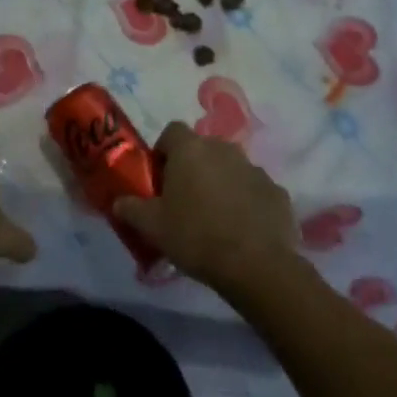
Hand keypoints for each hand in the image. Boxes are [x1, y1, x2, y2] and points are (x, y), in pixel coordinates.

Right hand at [113, 122, 298, 296]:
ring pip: (230, 169)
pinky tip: (241, 231)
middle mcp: (224, 149)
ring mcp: (255, 169)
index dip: (163, 151)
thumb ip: (131, 208)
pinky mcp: (277, 191)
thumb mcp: (152, 226)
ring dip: (220, 184)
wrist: (256, 265)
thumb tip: (118, 202)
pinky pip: (254, 190)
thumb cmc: (196, 236)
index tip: (159, 178)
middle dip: (192, 169)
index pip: (172, 131)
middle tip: (184, 201)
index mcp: (191, 149)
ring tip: (214, 218)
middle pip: (202, 150)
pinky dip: (246, 202)